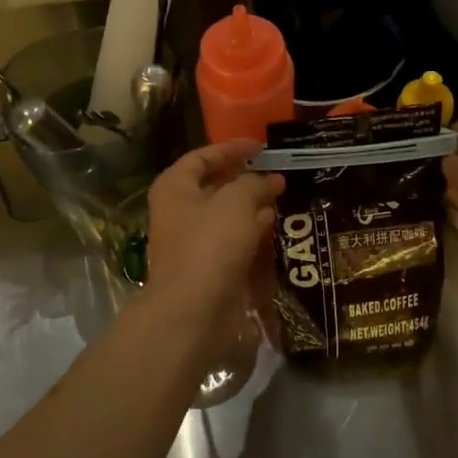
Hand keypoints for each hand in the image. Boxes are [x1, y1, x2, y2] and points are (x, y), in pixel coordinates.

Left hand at [145, 140, 283, 322]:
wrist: (193, 310)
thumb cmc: (209, 245)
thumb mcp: (236, 203)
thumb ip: (255, 184)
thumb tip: (271, 180)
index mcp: (175, 188)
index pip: (202, 157)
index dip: (231, 149)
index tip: (261, 147)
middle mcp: (179, 212)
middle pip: (214, 186)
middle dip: (245, 178)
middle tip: (276, 172)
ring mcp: (193, 242)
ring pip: (226, 215)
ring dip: (252, 205)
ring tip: (282, 196)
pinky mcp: (209, 267)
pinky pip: (232, 240)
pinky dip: (252, 231)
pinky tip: (274, 226)